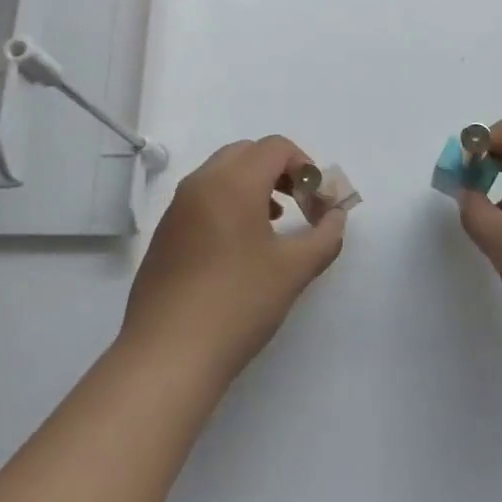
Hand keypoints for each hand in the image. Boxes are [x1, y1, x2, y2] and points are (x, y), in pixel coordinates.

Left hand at [122, 136, 345, 382]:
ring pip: (221, 174)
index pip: (275, 147)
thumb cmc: (238, 303)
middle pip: (246, 153)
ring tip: (276, 224)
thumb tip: (336, 216)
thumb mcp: (295, 269)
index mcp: (232, 183)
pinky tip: (241, 248)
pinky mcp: (165, 234)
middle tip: (301, 205)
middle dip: (280, 171)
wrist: (169, 353)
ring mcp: (176, 209)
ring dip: (254, 186)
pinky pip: (203, 199)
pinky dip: (229, 204)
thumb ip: (326, 235)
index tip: (318, 202)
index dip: (306, 166)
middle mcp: (199, 184)